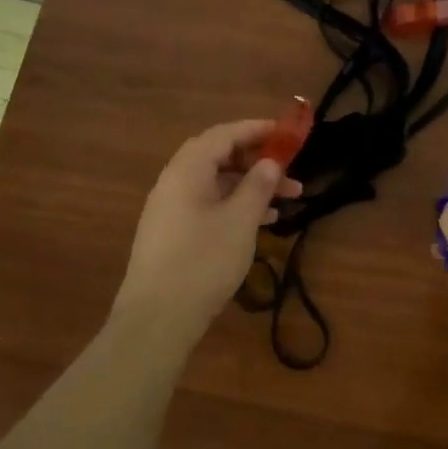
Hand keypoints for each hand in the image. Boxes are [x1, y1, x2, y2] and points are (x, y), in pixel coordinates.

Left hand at [111, 120, 301, 343]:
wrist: (156, 318)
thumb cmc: (203, 261)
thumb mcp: (240, 221)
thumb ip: (258, 186)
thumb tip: (270, 162)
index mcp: (187, 170)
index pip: (224, 134)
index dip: (257, 130)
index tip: (287, 134)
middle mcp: (174, 182)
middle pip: (219, 157)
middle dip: (257, 161)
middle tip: (290, 171)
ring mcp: (170, 209)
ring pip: (217, 184)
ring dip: (251, 186)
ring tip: (288, 200)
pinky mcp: (173, 234)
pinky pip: (209, 205)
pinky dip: (235, 206)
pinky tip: (262, 222)